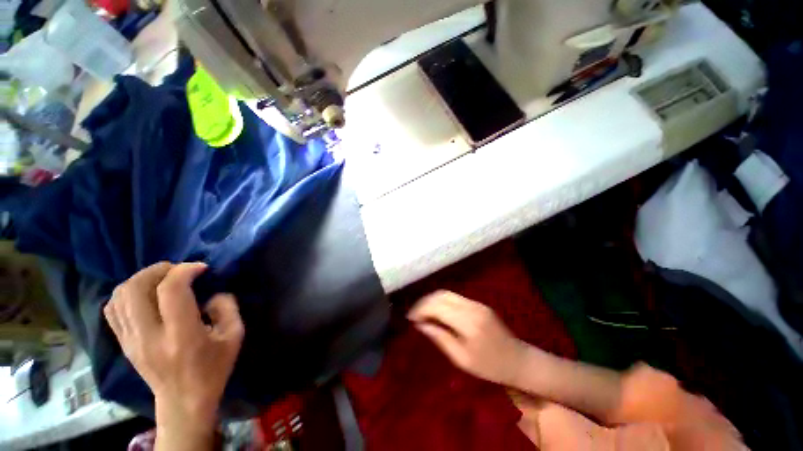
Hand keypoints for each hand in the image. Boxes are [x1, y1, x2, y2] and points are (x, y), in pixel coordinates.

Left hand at [104, 262, 243, 433]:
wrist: (184, 402)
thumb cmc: (213, 369)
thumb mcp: (234, 336)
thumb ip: (228, 308)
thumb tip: (213, 293)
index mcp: (181, 336)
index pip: (171, 291)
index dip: (185, 270)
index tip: (201, 268)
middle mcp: (149, 337)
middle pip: (135, 288)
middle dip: (157, 270)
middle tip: (177, 269)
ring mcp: (131, 341)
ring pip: (119, 296)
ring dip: (141, 279)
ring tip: (161, 279)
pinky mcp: (123, 344)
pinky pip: (112, 309)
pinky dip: (126, 294)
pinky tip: (145, 295)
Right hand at [407, 291, 527, 385]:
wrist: (518, 360)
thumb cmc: (489, 367)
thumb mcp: (461, 359)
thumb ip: (440, 338)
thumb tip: (420, 324)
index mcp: (468, 322)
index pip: (437, 306)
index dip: (420, 309)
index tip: (410, 318)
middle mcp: (471, 307)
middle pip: (441, 295)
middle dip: (424, 302)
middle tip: (413, 314)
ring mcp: (476, 302)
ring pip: (447, 293)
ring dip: (431, 299)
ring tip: (421, 312)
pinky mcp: (478, 303)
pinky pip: (454, 297)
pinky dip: (441, 301)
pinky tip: (436, 311)